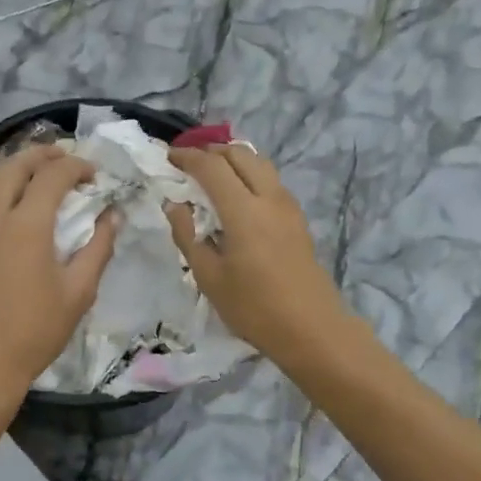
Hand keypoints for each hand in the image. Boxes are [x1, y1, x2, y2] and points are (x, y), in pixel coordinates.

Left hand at [0, 145, 117, 409]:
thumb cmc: (34, 333)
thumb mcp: (78, 293)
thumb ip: (98, 248)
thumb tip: (113, 216)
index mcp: (26, 226)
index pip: (52, 176)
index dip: (75, 166)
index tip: (94, 174)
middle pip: (13, 166)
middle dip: (41, 154)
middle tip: (65, 158)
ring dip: (14, 165)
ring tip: (36, 171)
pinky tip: (8, 198)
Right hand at [166, 144, 351, 366]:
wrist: (312, 329)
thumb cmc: (254, 307)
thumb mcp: (209, 277)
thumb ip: (188, 236)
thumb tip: (174, 206)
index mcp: (243, 210)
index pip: (212, 167)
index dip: (188, 157)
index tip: (169, 157)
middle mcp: (269, 198)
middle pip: (240, 154)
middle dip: (212, 151)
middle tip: (189, 162)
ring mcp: (288, 207)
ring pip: (260, 164)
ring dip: (234, 160)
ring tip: (212, 174)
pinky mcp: (298, 219)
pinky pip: (271, 181)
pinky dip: (250, 175)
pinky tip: (238, 196)